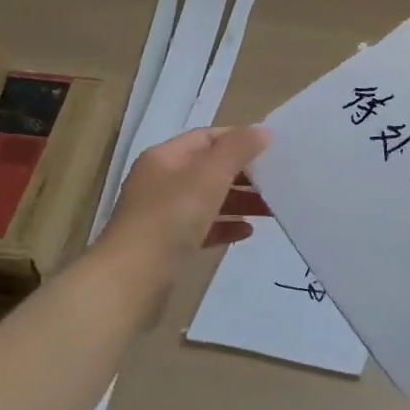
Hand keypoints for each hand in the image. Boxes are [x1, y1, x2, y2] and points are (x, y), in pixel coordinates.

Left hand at [103, 125, 271, 270]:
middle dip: (243, 174)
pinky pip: (203, 228)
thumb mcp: (209, 175)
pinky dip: (225, 227)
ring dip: (239, 201)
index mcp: (165, 158)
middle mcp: (161, 182)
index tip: (271, 149)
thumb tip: (263, 131)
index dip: (238, 139)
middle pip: (209, 169)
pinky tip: (247, 232)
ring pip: (208, 200)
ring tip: (270, 209)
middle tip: (276, 180)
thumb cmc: (171, 217)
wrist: (133, 279)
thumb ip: (237, 150)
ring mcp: (163, 215)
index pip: (206, 138)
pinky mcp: (168, 245)